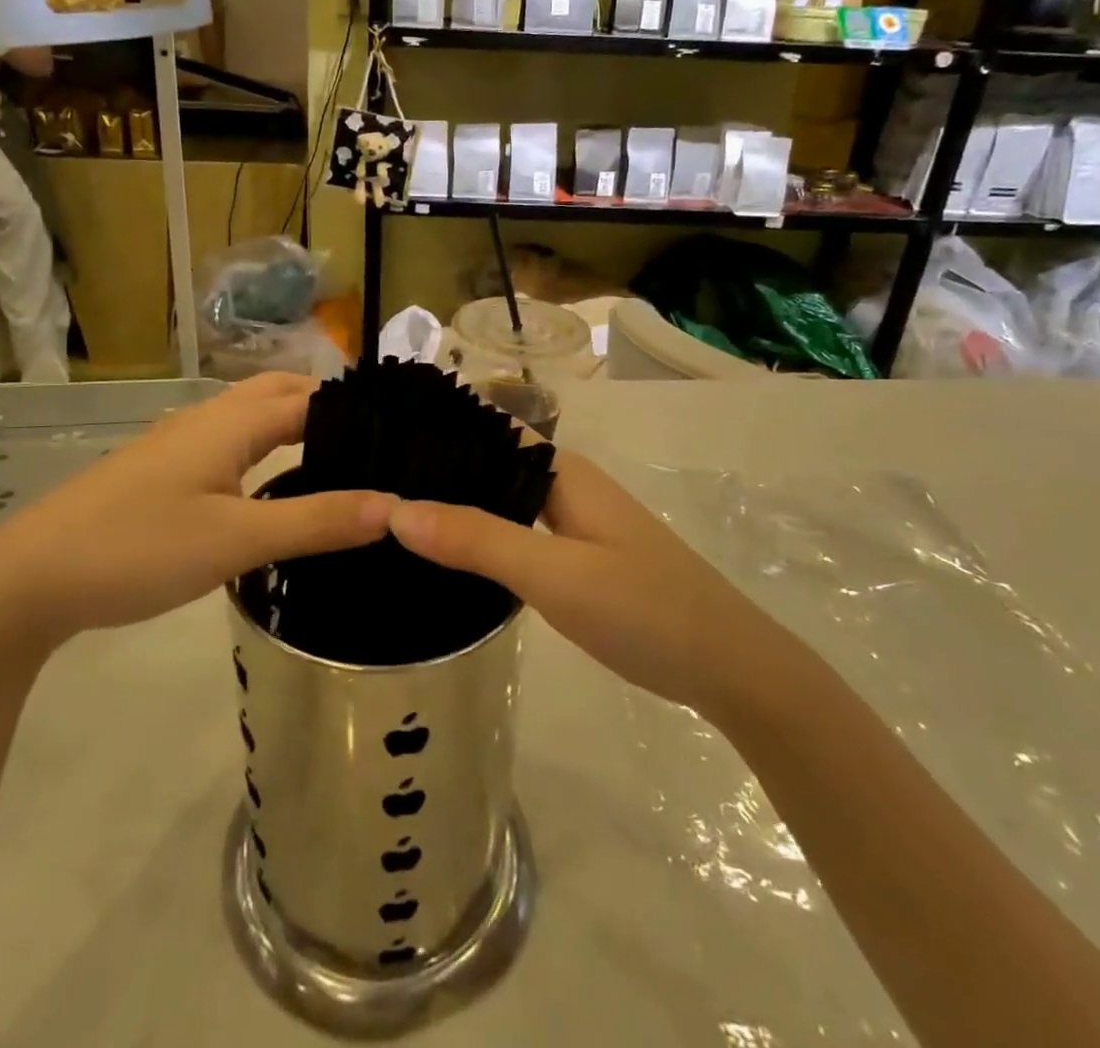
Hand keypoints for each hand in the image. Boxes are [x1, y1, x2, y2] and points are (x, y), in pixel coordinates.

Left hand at [0, 374, 396, 646]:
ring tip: (340, 457)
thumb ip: (316, 521)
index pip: (310, 396)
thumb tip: (393, 506)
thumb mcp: (237, 540)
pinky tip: (276, 484)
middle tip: (376, 441)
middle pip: (280, 392)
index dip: (356, 408)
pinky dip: (267, 447)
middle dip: (328, 405)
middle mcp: (208, 419)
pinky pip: (231, 442)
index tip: (402, 430)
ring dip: (296, 423)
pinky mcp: (165, 469)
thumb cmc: (139, 548)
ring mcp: (181, 443)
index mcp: (231, 422)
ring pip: (252, 416)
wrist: (32, 578)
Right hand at [389, 452, 750, 710]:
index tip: (376, 441)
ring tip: (394, 515)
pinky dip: (483, 535)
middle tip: (370, 485)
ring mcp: (576, 523)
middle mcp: (566, 486)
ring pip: (503, 500)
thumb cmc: (643, 608)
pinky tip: (451, 556)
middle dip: (438, 470)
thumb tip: (394, 509)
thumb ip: (476, 540)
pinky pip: (518, 532)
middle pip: (490, 464)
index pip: (486, 430)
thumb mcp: (553, 574)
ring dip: (459, 504)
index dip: (437, 430)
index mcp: (561, 472)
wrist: (730, 668)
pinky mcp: (581, 558)